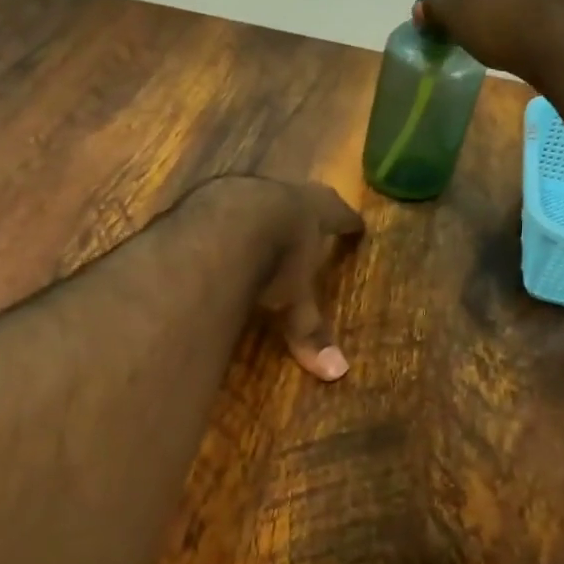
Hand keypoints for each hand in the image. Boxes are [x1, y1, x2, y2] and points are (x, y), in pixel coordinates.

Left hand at [190, 177, 364, 381]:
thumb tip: (336, 373)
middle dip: (302, 213)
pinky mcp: (206, 198)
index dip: (348, 222)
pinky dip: (222, 224)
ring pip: (258, 198)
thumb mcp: (293, 299)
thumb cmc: (273, 260)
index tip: (357, 225)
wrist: (219, 226)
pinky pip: (219, 208)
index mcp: (313, 211)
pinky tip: (213, 237)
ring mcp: (241, 189)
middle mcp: (281, 193)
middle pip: (298, 198)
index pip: (338, 214)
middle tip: (307, 225)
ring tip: (260, 230)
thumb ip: (308, 330)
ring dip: (260, 213)